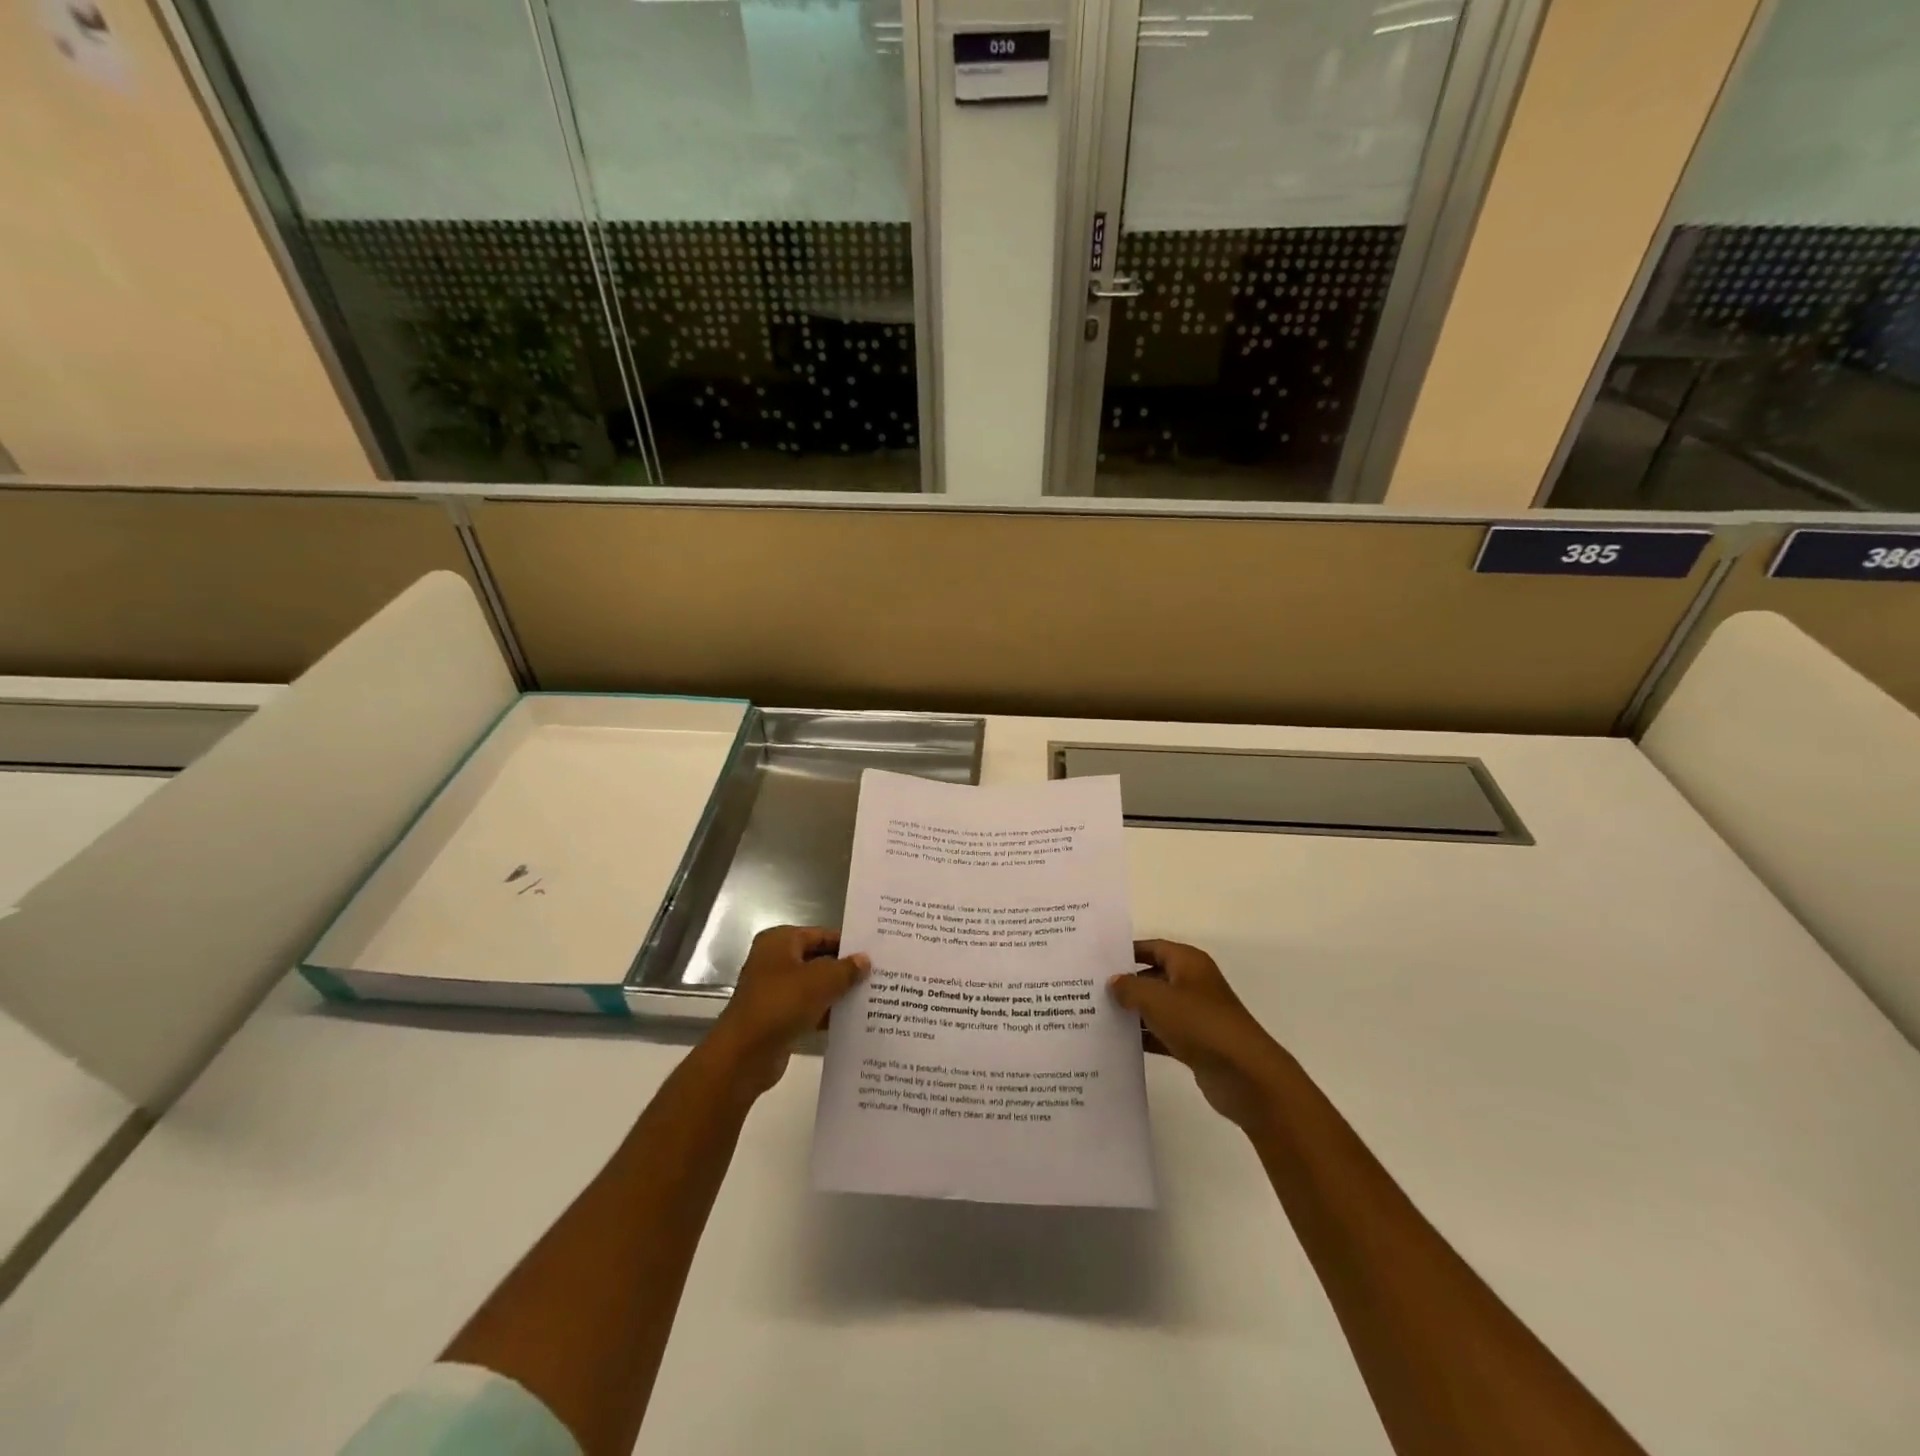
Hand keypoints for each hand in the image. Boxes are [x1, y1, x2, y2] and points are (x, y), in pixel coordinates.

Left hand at [702, 926, 867, 1103]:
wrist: (744, 1054)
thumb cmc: (782, 1003)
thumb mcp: (821, 980)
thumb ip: (846, 969)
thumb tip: (864, 960)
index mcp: (780, 941)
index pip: (822, 934)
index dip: (848, 943)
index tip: (875, 953)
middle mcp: (775, 961)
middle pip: (818, 960)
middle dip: (845, 969)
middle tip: (878, 975)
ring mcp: (775, 990)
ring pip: (815, 986)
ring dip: (838, 993)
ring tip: (872, 997)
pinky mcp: (778, 1017)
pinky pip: (809, 1009)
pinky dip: (827, 1013)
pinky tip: (852, 1021)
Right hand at [1108, 940, 1291, 1129]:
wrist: (1244, 1074)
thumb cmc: (1199, 1023)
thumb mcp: (1156, 999)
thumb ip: (1129, 987)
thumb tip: (1114, 982)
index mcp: (1188, 962)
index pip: (1152, 947)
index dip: (1126, 951)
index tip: (1097, 960)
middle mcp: (1193, 983)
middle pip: (1153, 976)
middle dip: (1126, 983)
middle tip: (1091, 990)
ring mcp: (1196, 1015)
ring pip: (1157, 1007)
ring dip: (1133, 1012)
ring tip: (1098, 1016)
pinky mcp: (1196, 1043)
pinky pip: (1164, 1033)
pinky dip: (1146, 1037)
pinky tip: (1120, 1044)